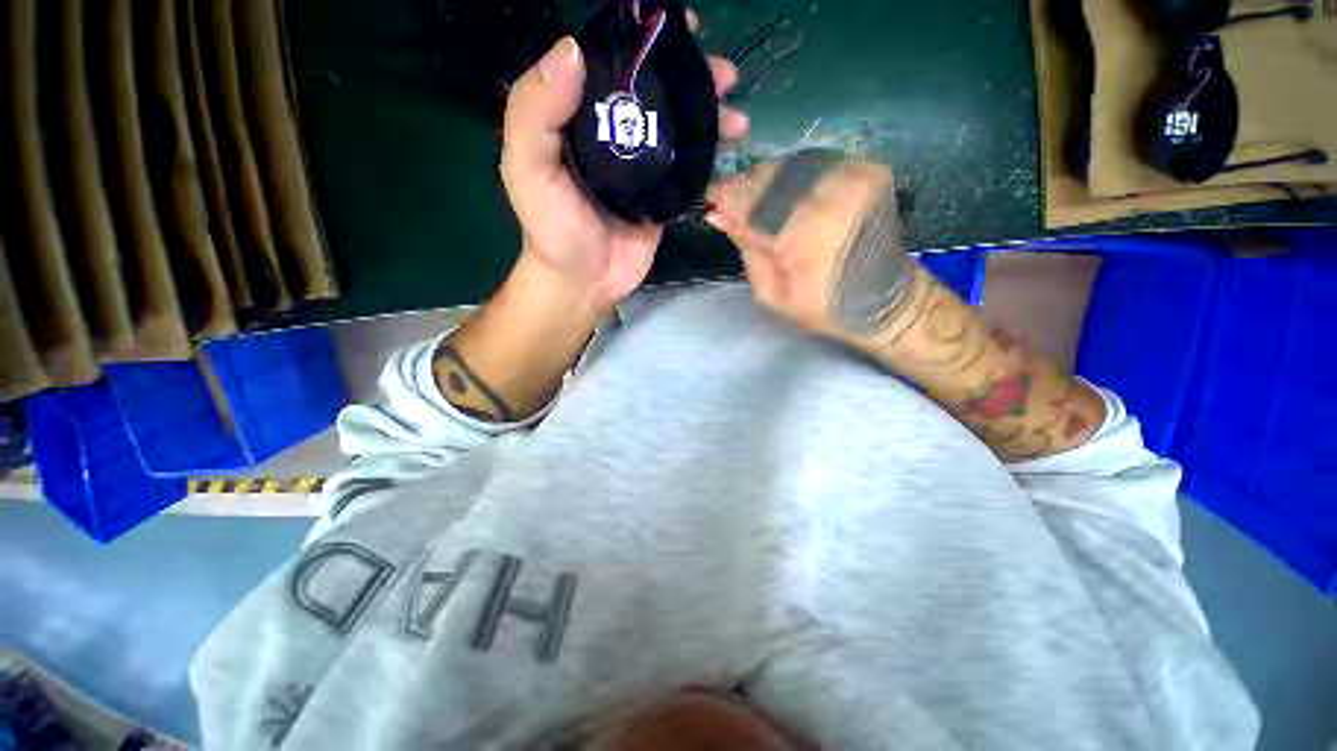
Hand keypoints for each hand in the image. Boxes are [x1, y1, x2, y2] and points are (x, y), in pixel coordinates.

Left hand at [500, 21, 749, 314]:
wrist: (584, 281)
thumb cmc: (553, 228)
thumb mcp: (527, 168)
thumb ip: (536, 112)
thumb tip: (571, 49)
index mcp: (582, 119)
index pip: (614, 65)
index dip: (645, 40)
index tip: (679, 27)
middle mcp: (615, 136)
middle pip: (657, 95)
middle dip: (693, 79)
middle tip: (723, 72)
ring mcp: (643, 169)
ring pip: (680, 130)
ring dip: (710, 116)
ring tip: (737, 115)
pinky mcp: (663, 198)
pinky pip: (690, 171)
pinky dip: (711, 157)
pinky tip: (731, 149)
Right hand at [705, 152, 921, 346]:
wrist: (888, 299)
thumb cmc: (826, 308)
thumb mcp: (773, 295)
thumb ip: (746, 249)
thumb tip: (717, 215)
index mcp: (807, 232)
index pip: (749, 197)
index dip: (725, 197)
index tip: (712, 205)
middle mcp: (832, 192)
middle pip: (768, 173)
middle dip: (748, 192)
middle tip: (742, 215)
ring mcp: (854, 174)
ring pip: (789, 163)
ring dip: (771, 185)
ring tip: (770, 213)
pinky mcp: (867, 168)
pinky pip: (813, 163)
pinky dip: (795, 180)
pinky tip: (795, 203)